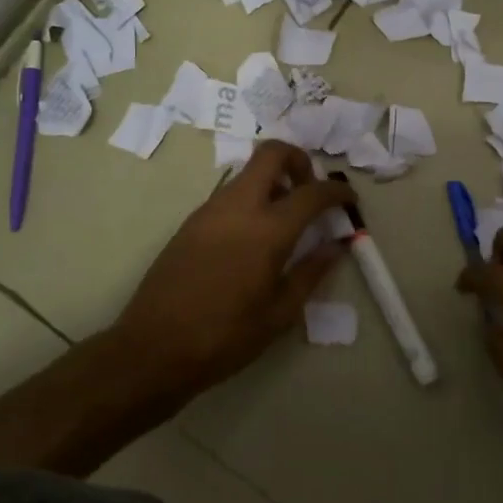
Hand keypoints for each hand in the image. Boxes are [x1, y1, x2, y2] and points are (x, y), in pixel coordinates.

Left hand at [111, 141, 353, 400]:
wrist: (153, 348)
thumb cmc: (225, 336)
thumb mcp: (280, 312)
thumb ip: (312, 272)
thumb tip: (337, 246)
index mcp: (267, 229)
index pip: (312, 192)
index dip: (337, 191)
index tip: (349, 199)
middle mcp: (238, 207)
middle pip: (271, 154)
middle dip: (298, 160)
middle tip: (309, 191)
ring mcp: (209, 210)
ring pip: (247, 173)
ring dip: (272, 180)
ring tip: (284, 220)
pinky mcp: (190, 222)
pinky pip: (229, 194)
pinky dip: (250, 199)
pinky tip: (253, 237)